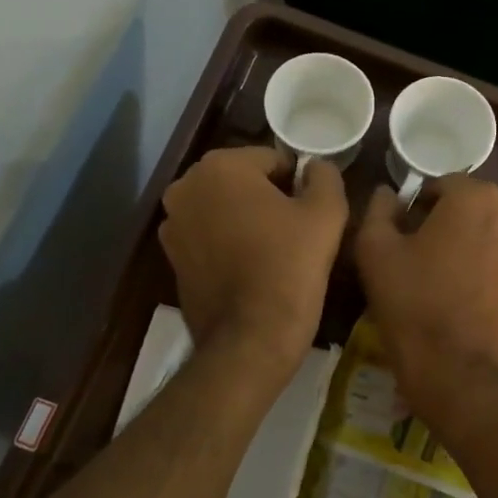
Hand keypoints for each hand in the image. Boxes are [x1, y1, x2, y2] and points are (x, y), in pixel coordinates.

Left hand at [158, 146, 346, 373]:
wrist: (250, 338)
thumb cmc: (290, 266)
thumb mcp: (326, 213)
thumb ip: (325, 176)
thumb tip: (316, 167)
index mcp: (220, 166)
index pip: (272, 159)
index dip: (297, 183)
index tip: (311, 212)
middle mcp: (185, 187)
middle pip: (243, 181)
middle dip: (268, 197)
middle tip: (296, 230)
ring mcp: (172, 224)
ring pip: (224, 208)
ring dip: (247, 219)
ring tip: (274, 251)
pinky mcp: (171, 258)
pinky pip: (209, 236)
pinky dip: (229, 243)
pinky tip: (252, 268)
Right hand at [354, 176, 497, 418]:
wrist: (457, 371)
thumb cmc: (413, 307)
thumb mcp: (375, 253)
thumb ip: (380, 210)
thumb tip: (390, 193)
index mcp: (472, 195)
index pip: (444, 186)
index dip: (425, 209)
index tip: (413, 237)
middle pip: (483, 201)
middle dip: (463, 220)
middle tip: (443, 257)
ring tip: (481, 267)